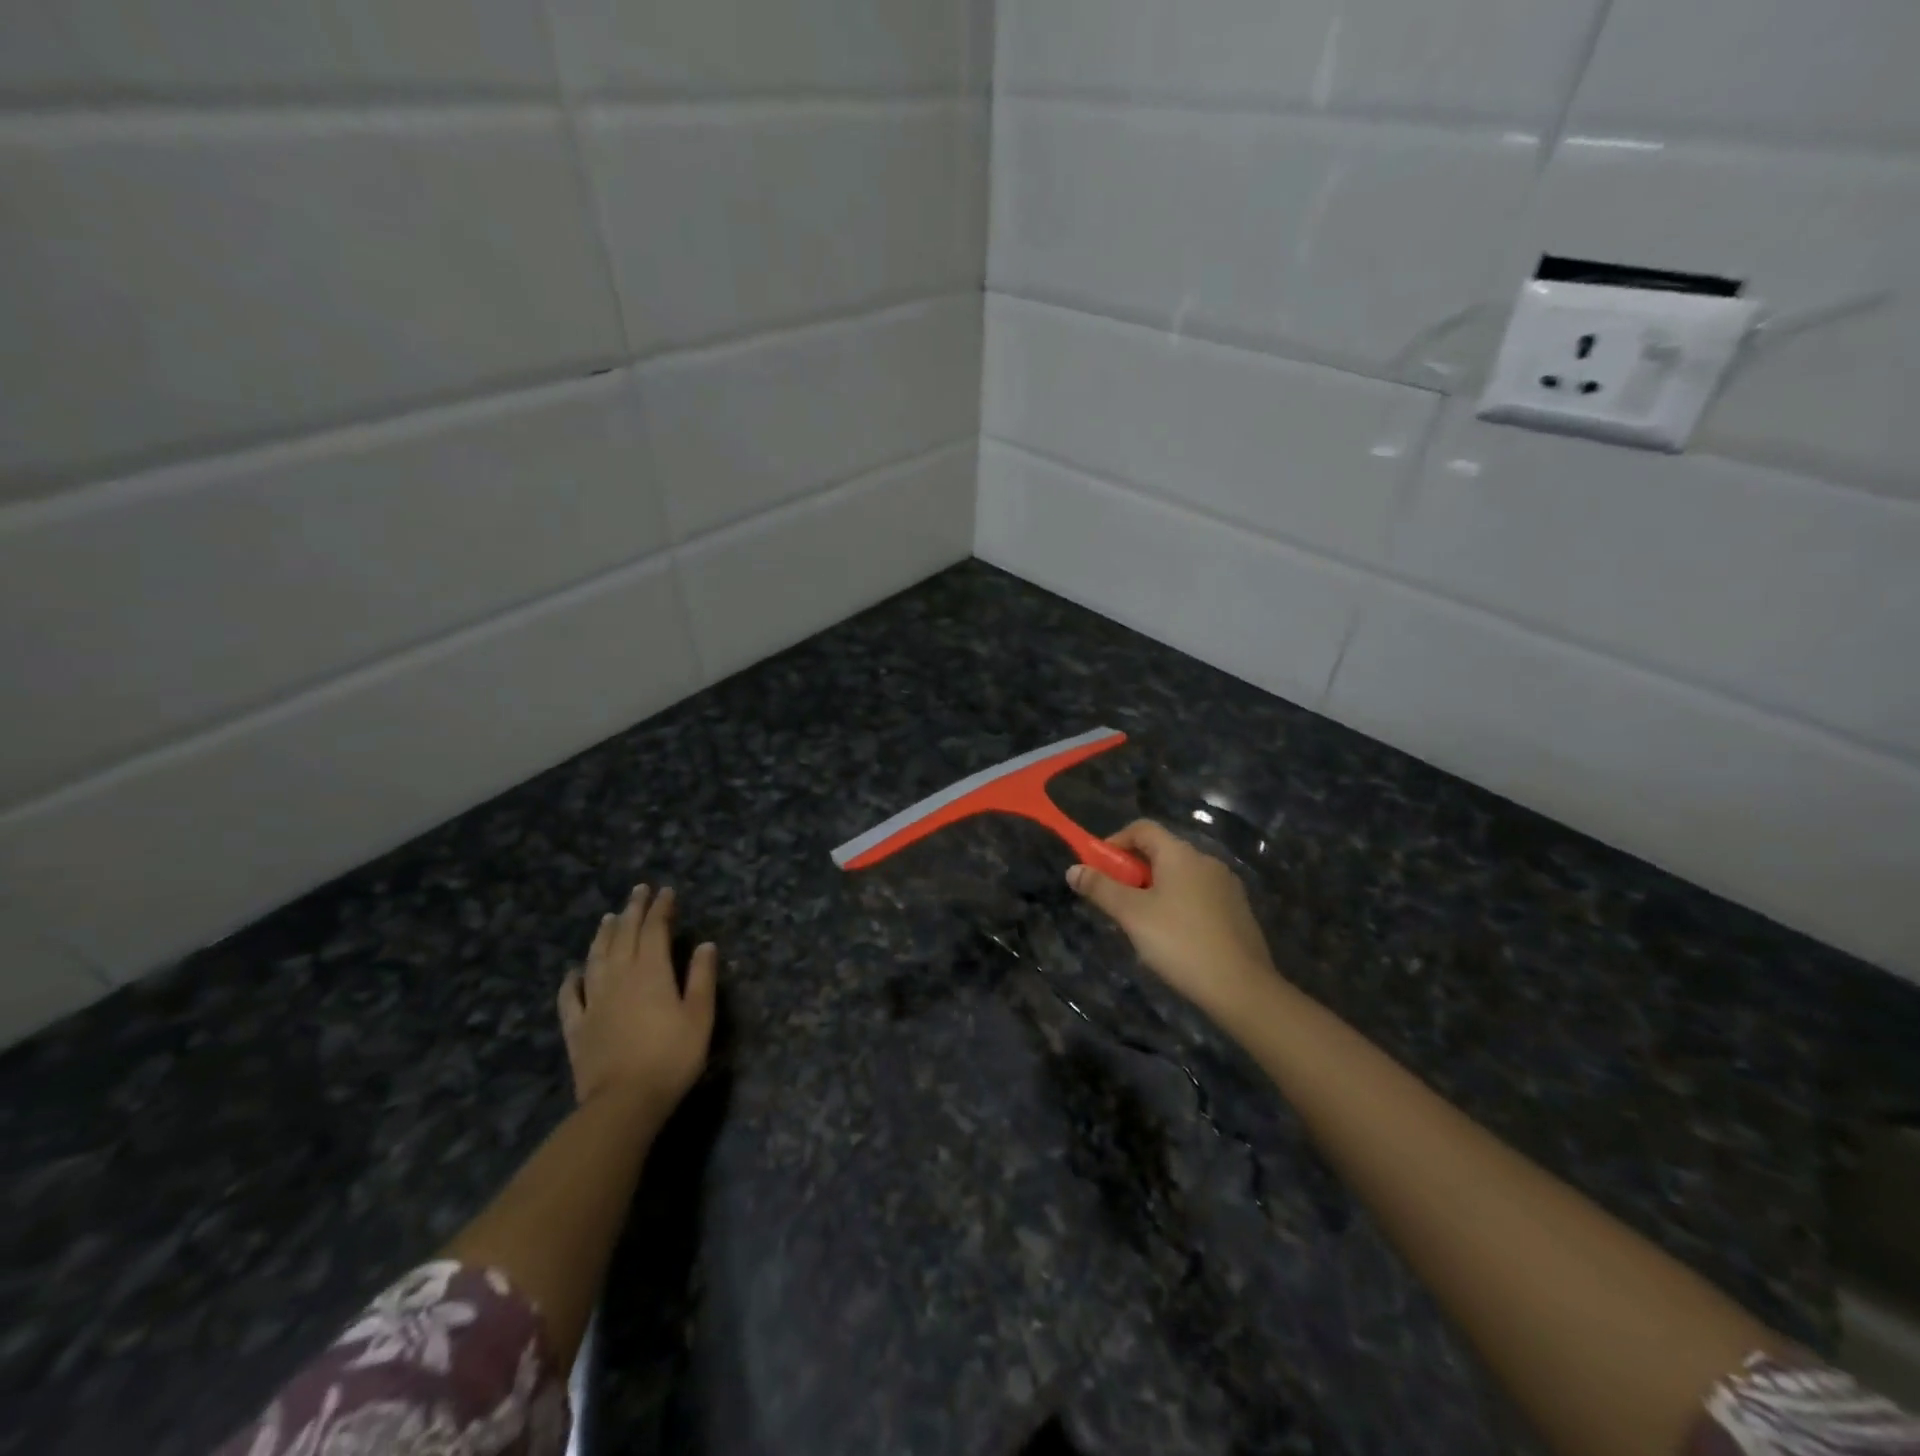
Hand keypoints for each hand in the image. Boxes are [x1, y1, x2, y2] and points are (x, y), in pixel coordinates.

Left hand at [558, 885, 717, 1112]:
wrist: (623, 1102)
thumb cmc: (671, 1057)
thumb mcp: (700, 1016)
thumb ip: (702, 978)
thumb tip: (705, 945)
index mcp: (651, 972)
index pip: (655, 930)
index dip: (661, 908)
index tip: (666, 891)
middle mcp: (620, 977)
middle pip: (624, 936)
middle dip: (633, 910)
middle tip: (638, 891)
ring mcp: (594, 1001)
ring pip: (596, 958)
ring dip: (603, 935)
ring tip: (608, 917)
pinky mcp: (577, 1026)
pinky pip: (570, 997)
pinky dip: (572, 980)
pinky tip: (574, 971)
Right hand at [1067, 820, 1281, 1028]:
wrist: (1241, 987)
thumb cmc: (1179, 942)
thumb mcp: (1131, 914)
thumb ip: (1100, 888)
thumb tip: (1073, 869)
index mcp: (1180, 853)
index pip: (1142, 829)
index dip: (1115, 842)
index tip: (1099, 868)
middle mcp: (1206, 860)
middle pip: (1160, 852)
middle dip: (1132, 871)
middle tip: (1116, 902)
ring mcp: (1226, 886)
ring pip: (1179, 876)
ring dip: (1155, 889)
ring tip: (1141, 924)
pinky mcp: (1238, 910)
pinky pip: (1198, 896)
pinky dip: (1178, 905)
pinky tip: (1174, 938)